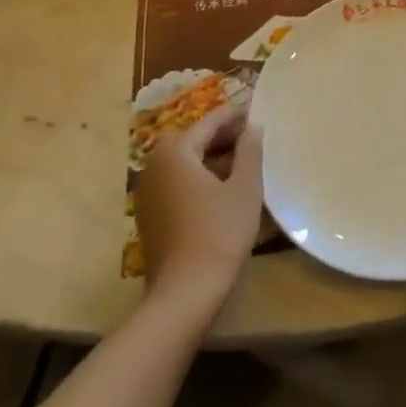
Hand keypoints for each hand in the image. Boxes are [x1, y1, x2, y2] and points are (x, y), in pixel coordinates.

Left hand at [134, 102, 264, 313]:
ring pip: (186, 165)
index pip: (209, 122)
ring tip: (245, 164)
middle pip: (194, 142)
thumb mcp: (245, 187)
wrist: (185, 294)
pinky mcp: (151, 217)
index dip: (235, 116)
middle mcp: (154, 166)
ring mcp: (148, 193)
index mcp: (175, 152)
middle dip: (224, 138)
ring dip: (213, 160)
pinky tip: (224, 191)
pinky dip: (200, 180)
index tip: (257, 112)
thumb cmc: (219, 232)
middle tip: (254, 138)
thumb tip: (252, 126)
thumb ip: (249, 150)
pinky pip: (178, 185)